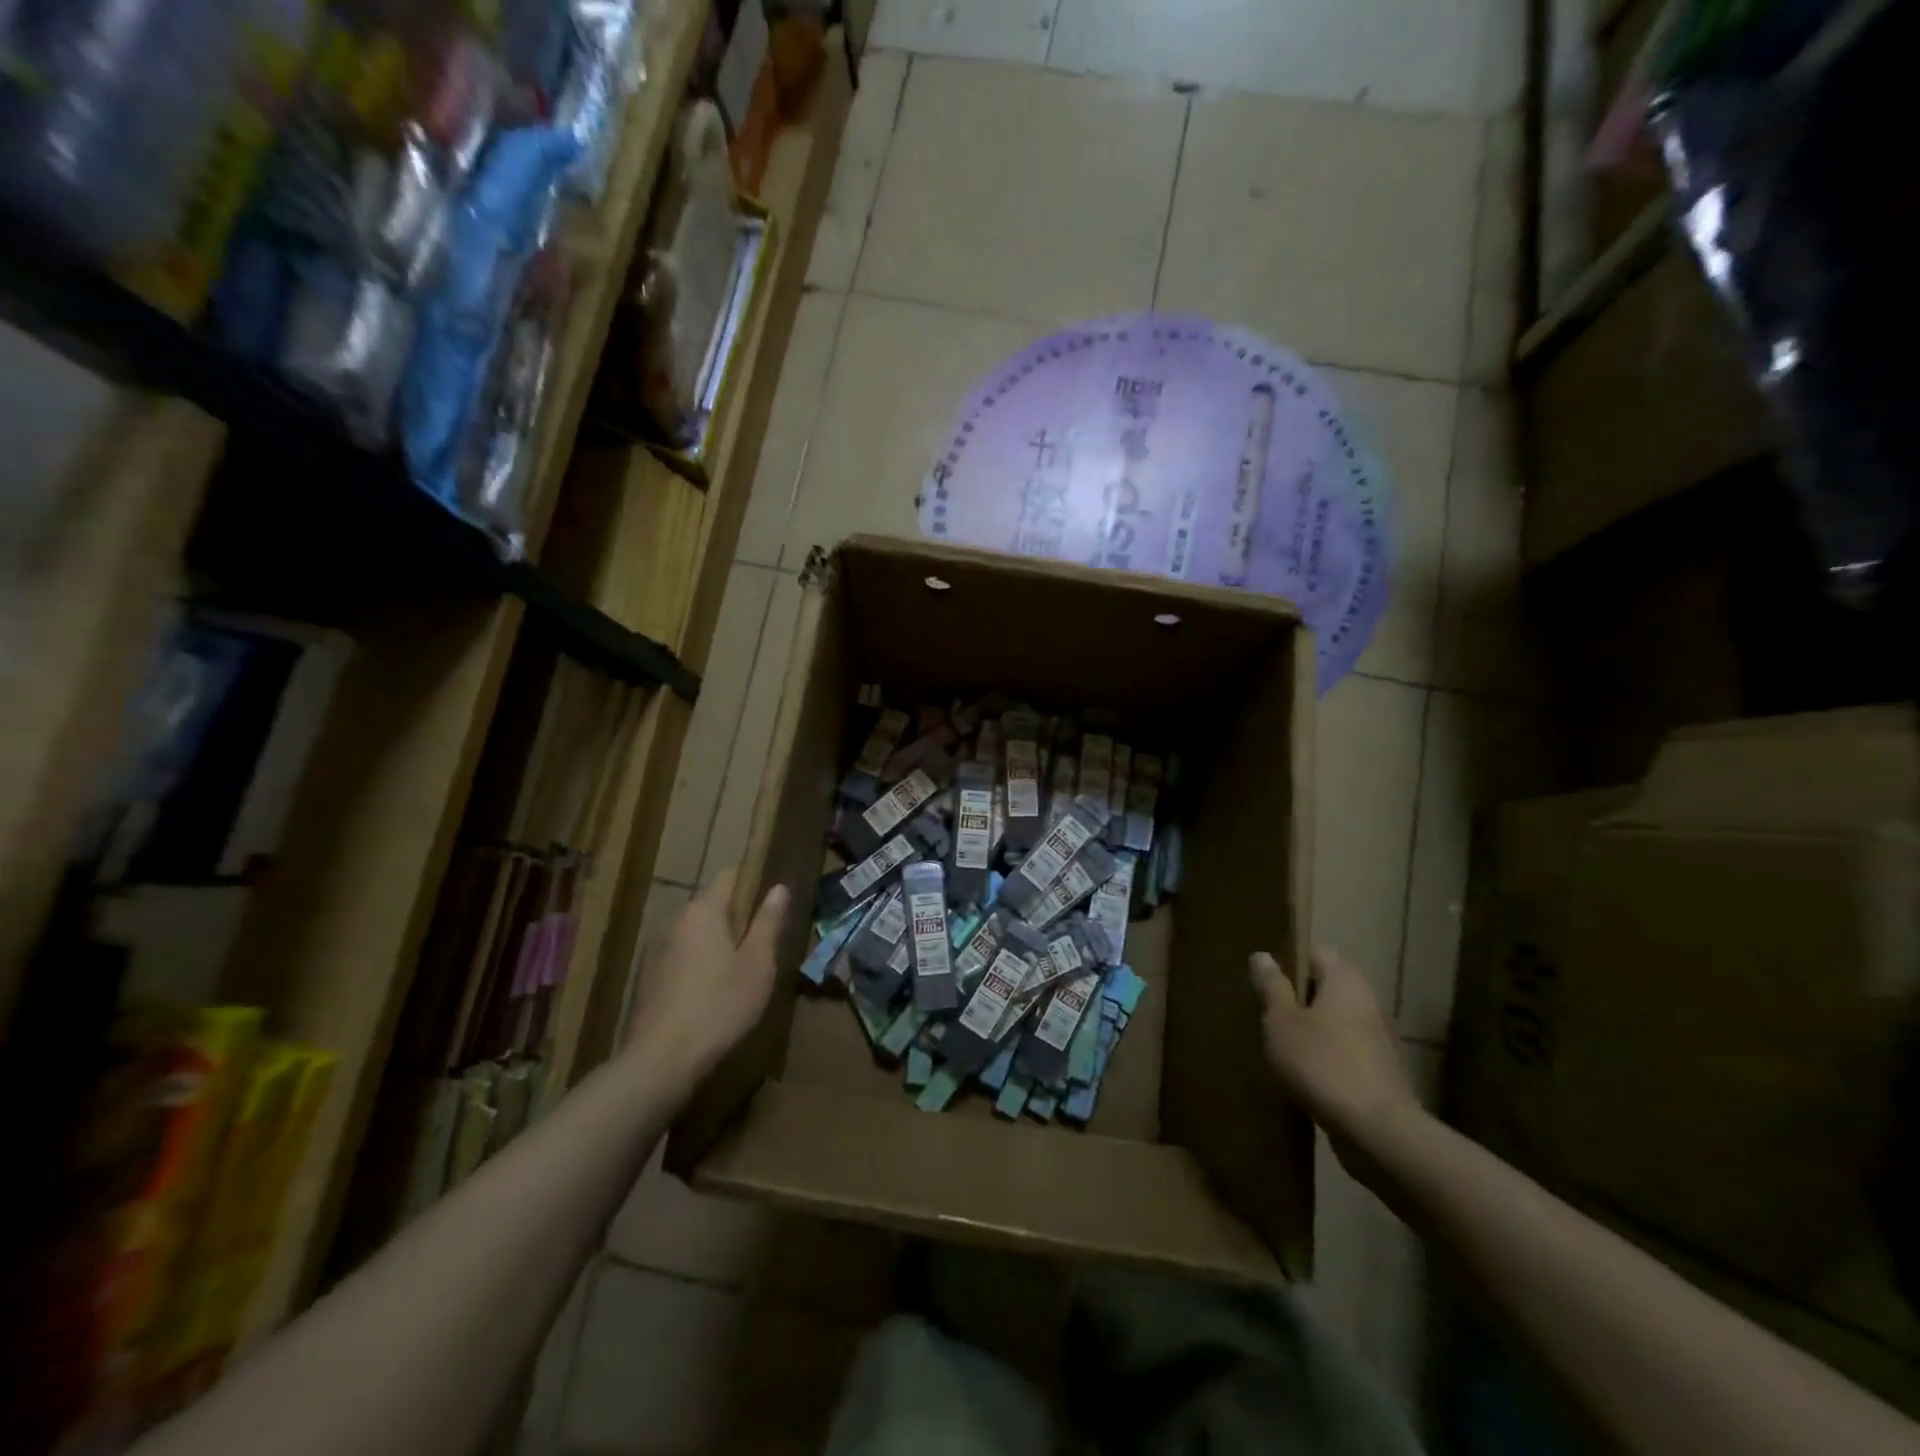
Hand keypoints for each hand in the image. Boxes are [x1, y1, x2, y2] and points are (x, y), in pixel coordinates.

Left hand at [627, 869, 787, 1084]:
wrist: (660, 1061)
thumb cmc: (719, 1006)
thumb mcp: (757, 964)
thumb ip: (768, 922)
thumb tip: (779, 887)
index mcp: (703, 911)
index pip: (730, 875)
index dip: (753, 879)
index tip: (773, 896)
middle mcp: (675, 921)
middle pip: (712, 905)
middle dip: (737, 917)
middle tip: (763, 943)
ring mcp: (656, 950)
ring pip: (696, 934)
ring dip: (717, 943)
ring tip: (740, 971)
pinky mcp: (647, 978)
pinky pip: (681, 957)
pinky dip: (698, 964)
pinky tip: (711, 993)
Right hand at [1250, 946, 1422, 1154]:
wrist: (1378, 1132)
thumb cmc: (1322, 1063)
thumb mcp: (1281, 1022)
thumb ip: (1272, 987)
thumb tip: (1262, 955)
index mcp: (1345, 980)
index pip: (1315, 951)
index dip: (1288, 958)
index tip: (1264, 978)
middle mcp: (1367, 1002)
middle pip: (1326, 986)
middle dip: (1297, 997)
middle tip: (1265, 1012)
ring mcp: (1378, 1039)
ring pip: (1335, 1021)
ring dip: (1310, 1029)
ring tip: (1279, 1046)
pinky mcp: (1381, 1072)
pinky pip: (1345, 1051)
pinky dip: (1325, 1057)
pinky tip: (1303, 1076)